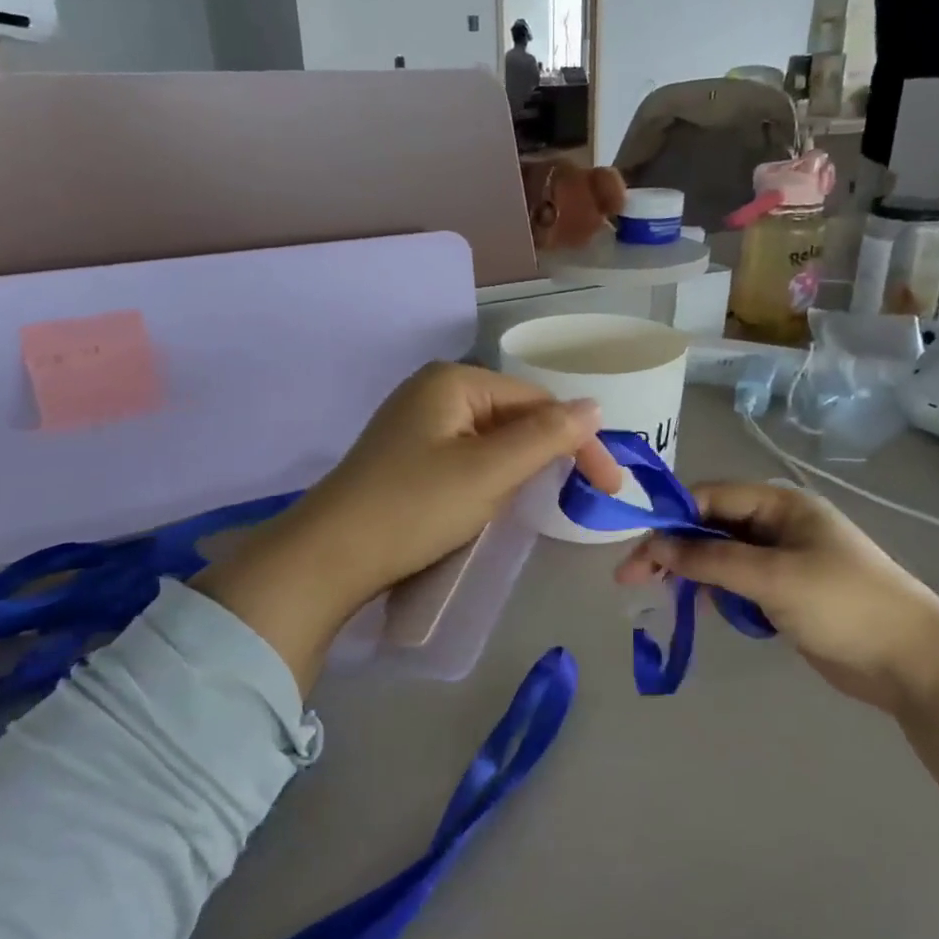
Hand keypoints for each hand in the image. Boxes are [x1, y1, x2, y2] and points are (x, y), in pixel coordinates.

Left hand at [192, 363, 623, 691]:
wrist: (329, 557)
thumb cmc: (415, 507)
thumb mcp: (490, 471)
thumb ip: (546, 436)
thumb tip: (594, 406)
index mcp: (454, 381)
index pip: (538, 401)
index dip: (579, 441)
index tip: (609, 487)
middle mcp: (433, 391)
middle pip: (514, 416)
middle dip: (549, 453)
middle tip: (581, 496)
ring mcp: (416, 424)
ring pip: (491, 440)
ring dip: (521, 467)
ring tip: (542, 501)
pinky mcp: (406, 457)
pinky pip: (466, 457)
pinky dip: (490, 477)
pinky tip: (494, 501)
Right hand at [617, 482, 938, 829]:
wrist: (912, 661)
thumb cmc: (844, 604)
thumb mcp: (773, 576)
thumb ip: (711, 558)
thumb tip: (655, 545)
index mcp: (781, 504)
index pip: (710, 497)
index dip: (670, 518)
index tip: (634, 548)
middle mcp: (779, 524)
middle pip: (711, 526)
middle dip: (673, 548)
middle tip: (632, 578)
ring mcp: (782, 559)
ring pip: (720, 556)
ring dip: (691, 572)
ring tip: (657, 593)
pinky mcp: (784, 593)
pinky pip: (737, 583)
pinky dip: (715, 592)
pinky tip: (697, 607)